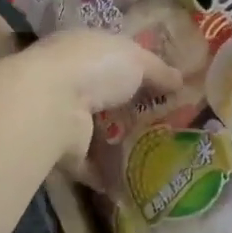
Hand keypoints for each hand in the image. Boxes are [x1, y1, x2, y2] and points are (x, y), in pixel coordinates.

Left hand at [11, 29, 181, 168]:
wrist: (51, 104)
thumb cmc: (95, 68)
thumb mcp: (136, 59)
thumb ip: (158, 70)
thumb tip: (180, 79)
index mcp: (82, 49)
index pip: (109, 56)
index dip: (133, 68)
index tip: (159, 85)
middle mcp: (68, 79)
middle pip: (103, 94)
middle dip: (127, 108)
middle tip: (163, 125)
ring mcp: (62, 115)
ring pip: (95, 129)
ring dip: (116, 143)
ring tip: (154, 157)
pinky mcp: (61, 149)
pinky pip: (88, 163)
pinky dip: (105, 174)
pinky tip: (132, 184)